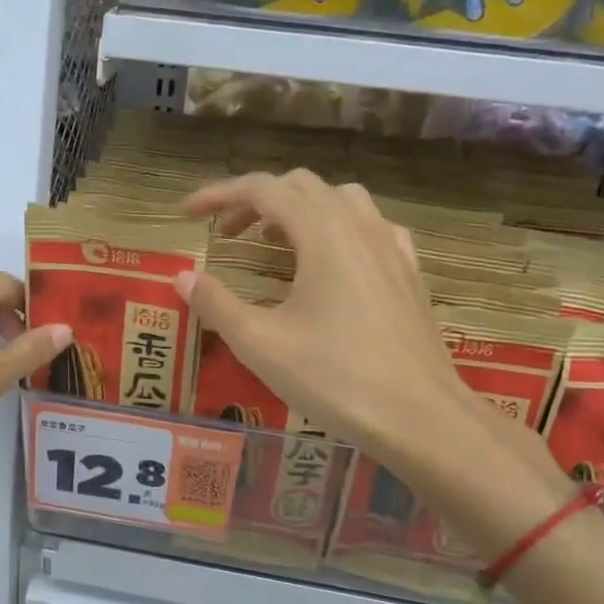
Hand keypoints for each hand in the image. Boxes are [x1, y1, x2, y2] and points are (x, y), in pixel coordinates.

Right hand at [180, 171, 570, 546]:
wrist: (421, 417)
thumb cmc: (336, 378)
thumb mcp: (260, 344)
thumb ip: (216, 304)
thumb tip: (182, 277)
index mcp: (321, 232)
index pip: (262, 189)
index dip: (219, 195)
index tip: (187, 214)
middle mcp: (358, 225)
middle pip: (300, 186)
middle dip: (255, 201)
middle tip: (225, 234)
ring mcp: (391, 245)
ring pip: (339, 199)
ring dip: (298, 209)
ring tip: (274, 241)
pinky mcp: (409, 271)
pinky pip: (370, 226)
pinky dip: (338, 227)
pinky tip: (332, 260)